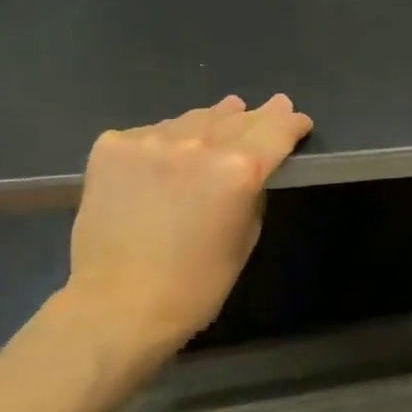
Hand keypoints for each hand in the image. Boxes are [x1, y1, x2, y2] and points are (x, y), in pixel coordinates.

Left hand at [58, 94, 312, 365]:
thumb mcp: (244, 238)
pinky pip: (152, 133)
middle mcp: (198, 143)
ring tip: (222, 121)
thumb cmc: (195, 285)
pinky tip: (165, 157)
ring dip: (212, 123)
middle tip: (271, 107)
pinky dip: (166, 141)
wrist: (115, 304)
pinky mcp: (112, 146)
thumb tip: (249, 169)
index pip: (277, 129)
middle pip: (238, 118)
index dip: (292, 123)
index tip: (299, 121)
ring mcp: (150, 140)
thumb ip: (252, 192)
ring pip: (194, 119)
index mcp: (239, 168)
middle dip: (258, 116)